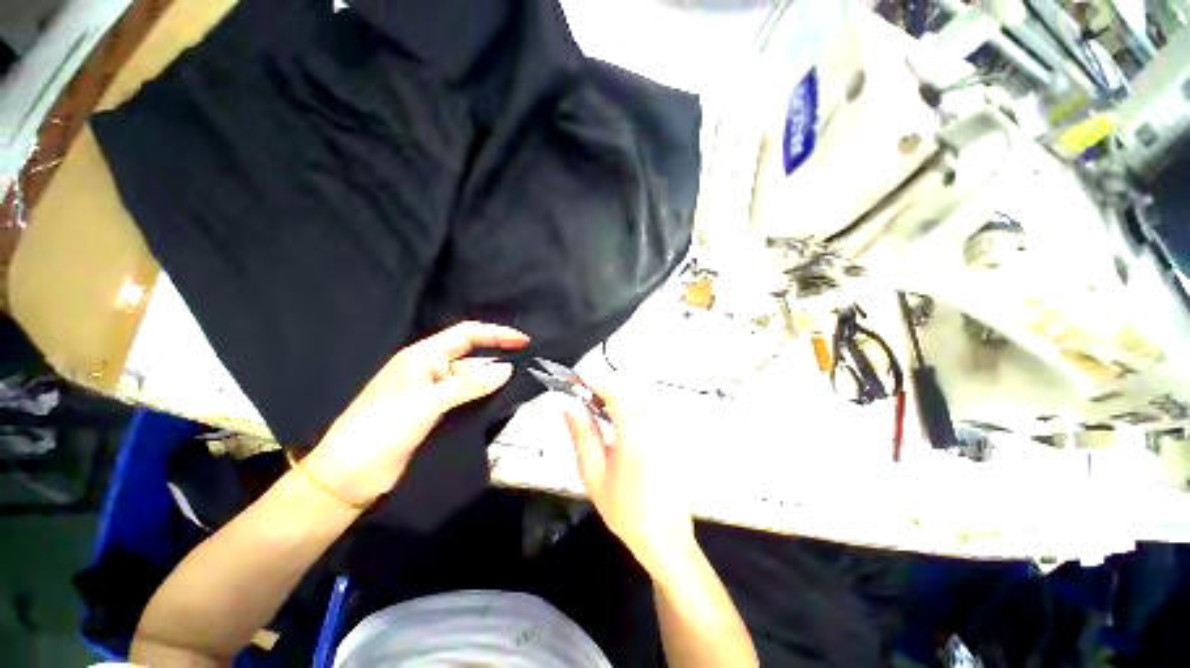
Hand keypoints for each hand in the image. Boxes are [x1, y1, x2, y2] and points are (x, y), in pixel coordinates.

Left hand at [304, 321, 529, 506]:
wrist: (347, 477)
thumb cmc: (382, 430)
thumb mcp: (427, 403)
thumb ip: (468, 385)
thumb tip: (507, 368)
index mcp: (422, 356)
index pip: (466, 334)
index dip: (496, 334)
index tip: (524, 340)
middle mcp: (428, 369)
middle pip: (470, 355)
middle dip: (498, 354)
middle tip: (528, 362)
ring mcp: (431, 391)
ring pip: (469, 377)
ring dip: (491, 378)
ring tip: (521, 382)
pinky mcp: (434, 411)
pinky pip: (464, 396)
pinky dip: (482, 395)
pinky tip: (498, 400)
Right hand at [563, 380, 696, 575]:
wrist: (664, 536)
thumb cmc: (625, 511)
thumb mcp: (594, 475)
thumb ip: (582, 435)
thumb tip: (568, 405)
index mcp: (634, 436)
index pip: (616, 392)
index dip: (595, 380)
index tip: (574, 380)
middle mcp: (655, 425)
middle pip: (631, 386)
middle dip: (605, 384)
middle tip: (583, 395)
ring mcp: (667, 428)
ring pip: (642, 392)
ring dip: (619, 391)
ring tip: (597, 405)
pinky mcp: (671, 433)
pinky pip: (650, 404)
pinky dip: (631, 401)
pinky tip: (618, 418)